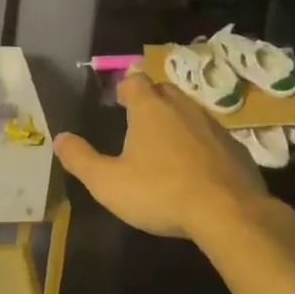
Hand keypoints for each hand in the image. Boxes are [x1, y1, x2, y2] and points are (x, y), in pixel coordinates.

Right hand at [53, 71, 286, 243]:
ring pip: (190, 112)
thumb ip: (81, 159)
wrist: (230, 214)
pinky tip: (197, 169)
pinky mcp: (236, 148)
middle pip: (164, 90)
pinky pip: (212, 137)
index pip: (134, 80)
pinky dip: (202, 145)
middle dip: (151, 100)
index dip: (125, 87)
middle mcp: (181, 106)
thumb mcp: (109, 182)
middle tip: (140, 121)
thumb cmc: (161, 192)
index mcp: (149, 108)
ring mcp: (212, 126)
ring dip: (177, 121)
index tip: (119, 102)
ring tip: (167, 145)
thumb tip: (59, 138)